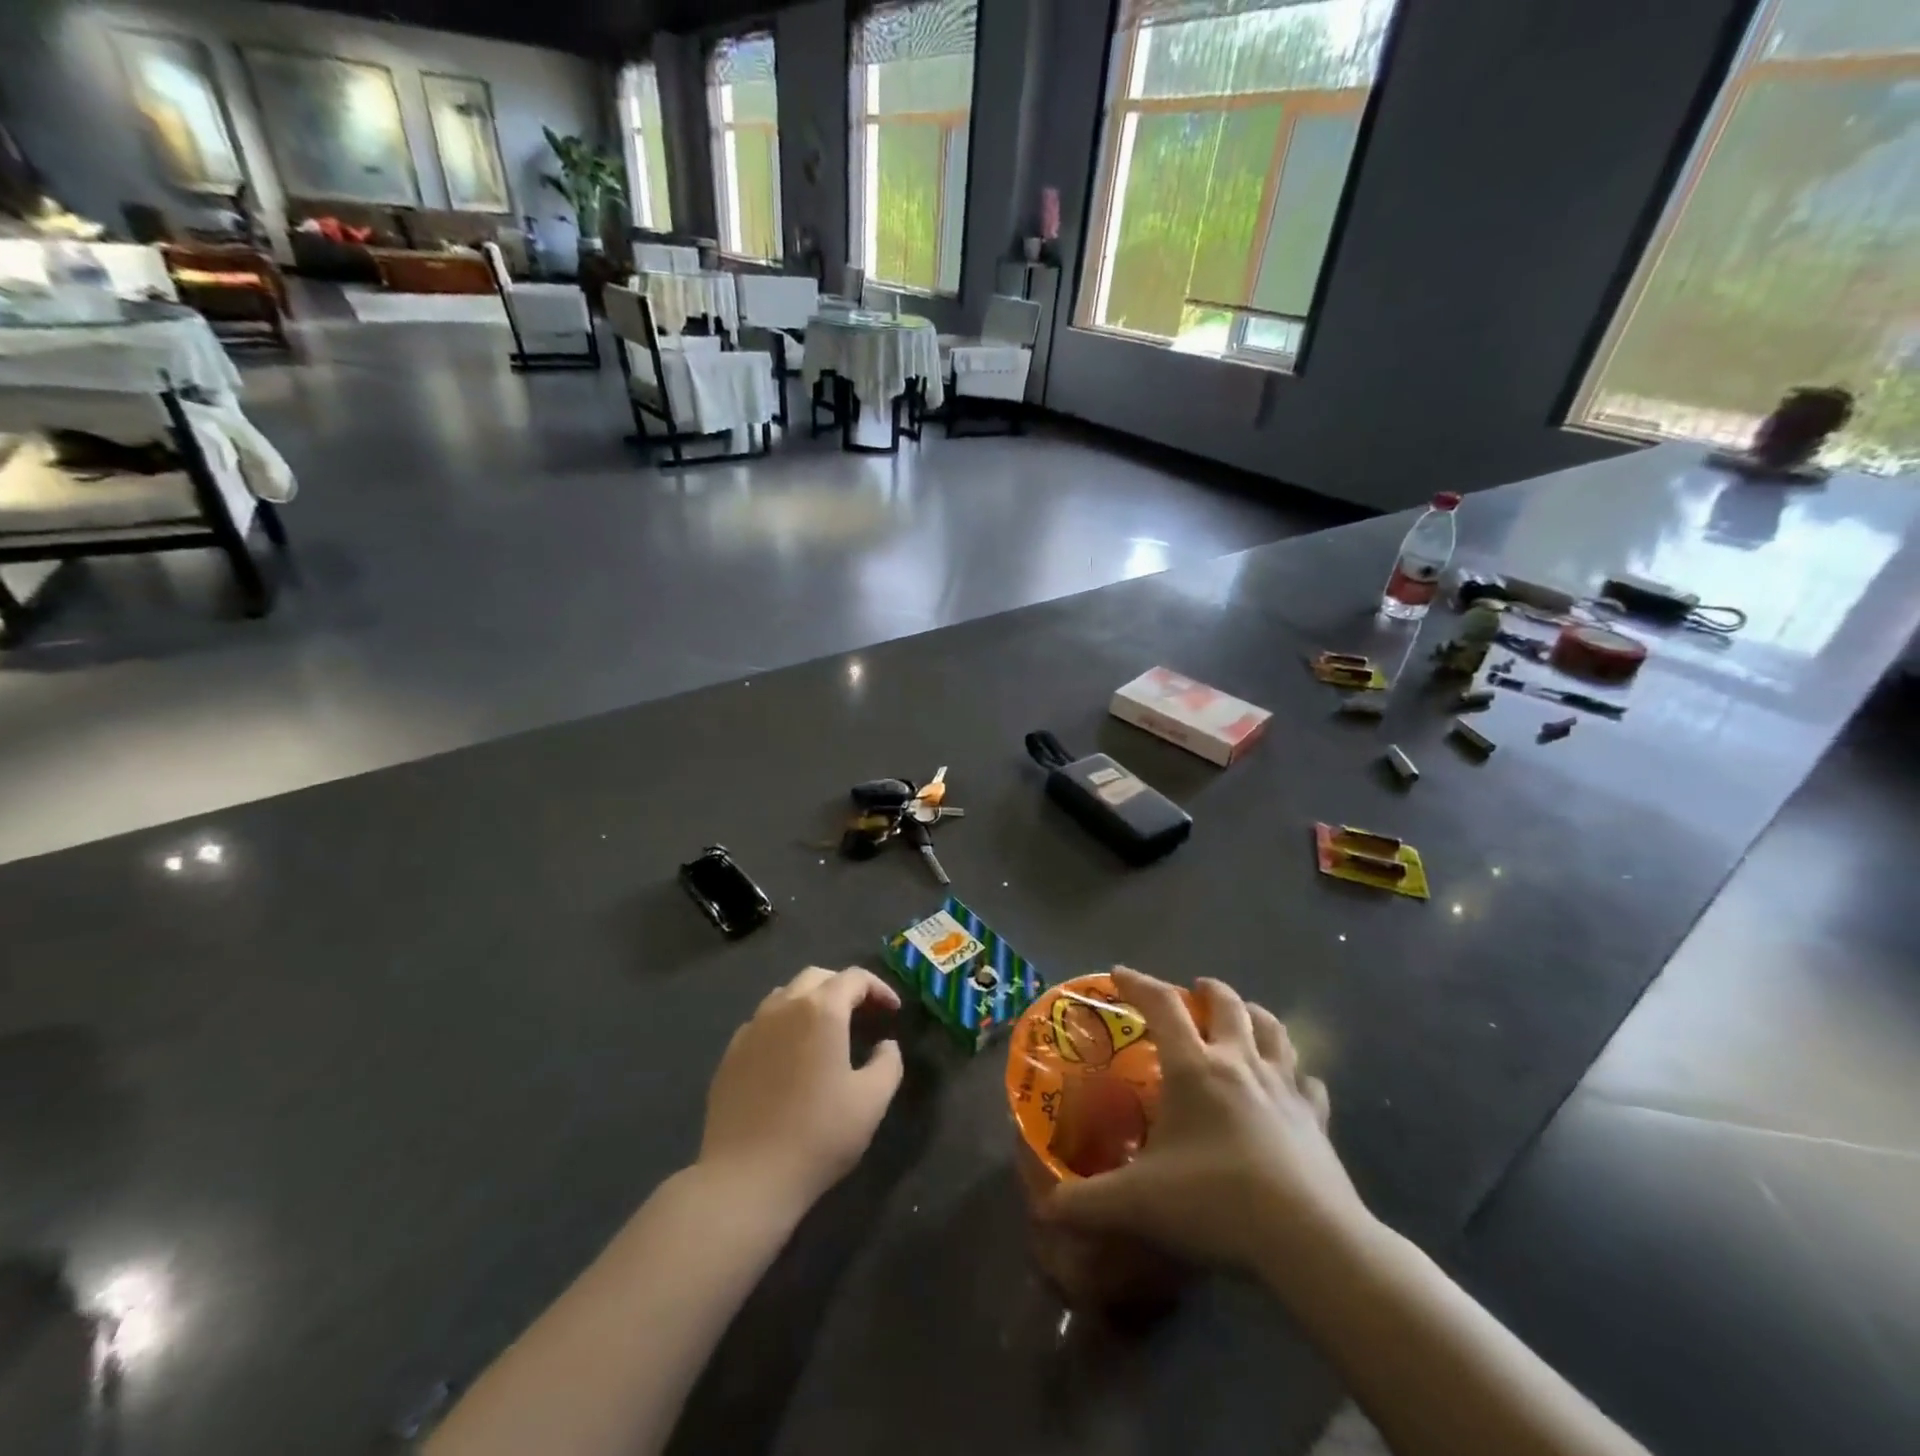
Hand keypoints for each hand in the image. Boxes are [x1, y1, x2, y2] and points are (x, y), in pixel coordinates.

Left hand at [697, 966, 903, 1217]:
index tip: (893, 1011)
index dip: (879, 988)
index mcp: (821, 1010)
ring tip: (827, 1030)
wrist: (746, 1178)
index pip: (854, 978)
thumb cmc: (818, 1135)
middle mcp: (783, 1007)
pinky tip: (790, 1056)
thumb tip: (885, 1045)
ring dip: (811, 1002)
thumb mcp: (872, 1100)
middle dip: (844, 987)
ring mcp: (751, 1029)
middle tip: (863, 1013)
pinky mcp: (730, 1055)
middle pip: (817, 977)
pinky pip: (762, 1022)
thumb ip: (888, 1062)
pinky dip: (784, 1025)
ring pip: (786, 995)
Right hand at [1044, 968, 1372, 1274]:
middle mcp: (1239, 1064)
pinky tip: (1293, 1084)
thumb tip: (1044, 1210)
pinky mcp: (1317, 1120)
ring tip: (1245, 1018)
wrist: (1308, 1239)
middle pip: (1228, 1005)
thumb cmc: (1215, 1203)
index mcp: (1194, 1067)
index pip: (1162, 1005)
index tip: (1119, 973)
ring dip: (1256, 1016)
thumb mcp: (1137, 1204)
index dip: (1138, 983)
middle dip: (1209, 991)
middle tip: (1195, 991)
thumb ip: (1086, 1204)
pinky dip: (1297, 1074)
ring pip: (1274, 1031)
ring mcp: (1284, 1088)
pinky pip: (1309, 1082)